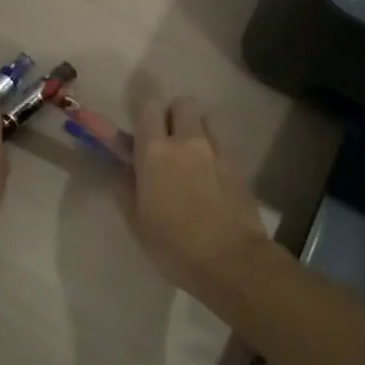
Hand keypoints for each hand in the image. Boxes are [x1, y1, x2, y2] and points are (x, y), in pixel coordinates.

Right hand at [129, 95, 269, 297]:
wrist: (232, 261)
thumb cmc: (174, 245)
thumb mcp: (137, 221)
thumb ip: (127, 187)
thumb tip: (125, 169)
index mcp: (155, 151)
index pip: (149, 108)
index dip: (145, 116)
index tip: (141, 134)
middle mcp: (187, 141)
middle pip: (183, 103)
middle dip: (174, 114)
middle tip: (167, 141)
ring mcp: (217, 150)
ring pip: (205, 121)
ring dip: (195, 130)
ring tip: (191, 159)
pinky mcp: (239, 165)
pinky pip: (221, 145)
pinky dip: (213, 152)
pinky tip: (211, 178)